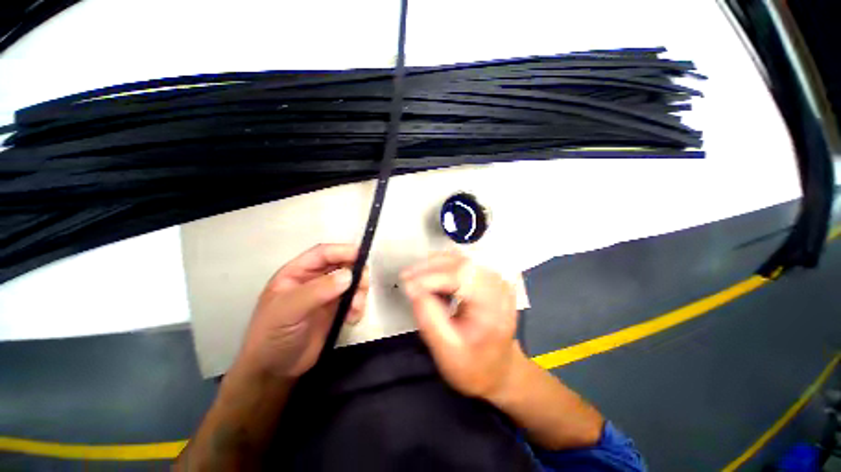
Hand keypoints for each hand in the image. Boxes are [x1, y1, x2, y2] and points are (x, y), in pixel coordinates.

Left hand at [235, 244, 368, 379]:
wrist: (275, 372)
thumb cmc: (273, 336)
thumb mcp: (288, 311)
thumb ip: (317, 291)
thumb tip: (348, 275)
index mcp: (297, 273)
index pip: (323, 253)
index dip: (343, 251)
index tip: (362, 256)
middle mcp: (314, 280)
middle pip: (343, 265)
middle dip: (356, 273)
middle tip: (363, 287)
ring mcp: (326, 295)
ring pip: (352, 282)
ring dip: (359, 292)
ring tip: (356, 309)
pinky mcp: (336, 310)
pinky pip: (354, 299)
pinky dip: (358, 306)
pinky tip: (352, 319)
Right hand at [400, 251, 522, 401]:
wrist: (499, 370)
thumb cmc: (474, 367)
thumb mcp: (447, 351)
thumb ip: (429, 319)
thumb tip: (411, 288)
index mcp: (494, 307)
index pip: (461, 277)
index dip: (431, 277)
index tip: (406, 283)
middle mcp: (499, 286)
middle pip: (460, 262)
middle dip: (429, 268)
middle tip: (406, 277)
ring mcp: (495, 279)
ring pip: (460, 259)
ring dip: (434, 265)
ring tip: (414, 278)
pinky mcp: (489, 278)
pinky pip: (463, 263)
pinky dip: (443, 267)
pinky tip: (431, 279)